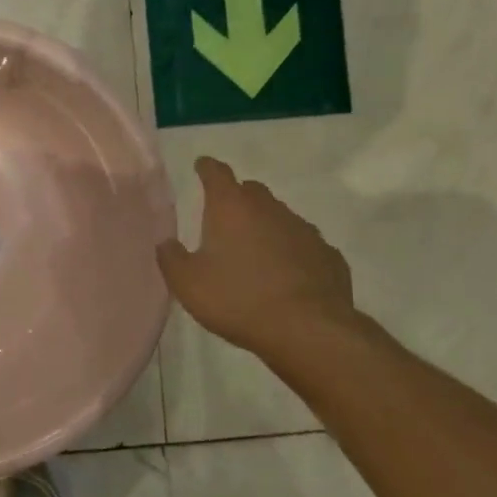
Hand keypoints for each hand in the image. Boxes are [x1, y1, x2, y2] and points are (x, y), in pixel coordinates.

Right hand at [157, 157, 357, 357]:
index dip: (207, 168)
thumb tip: (167, 243)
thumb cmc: (237, 299)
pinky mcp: (329, 256)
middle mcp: (269, 209)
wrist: (308, 330)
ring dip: (266, 227)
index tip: (201, 166)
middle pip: (251, 191)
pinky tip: (287, 276)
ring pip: (280, 217)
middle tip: (224, 219)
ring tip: (255, 254)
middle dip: (237, 198)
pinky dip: (292, 253)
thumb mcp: (187, 283)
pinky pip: (304, 246)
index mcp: (231, 207)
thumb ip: (171, 258)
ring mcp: (304, 230)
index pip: (216, 173)